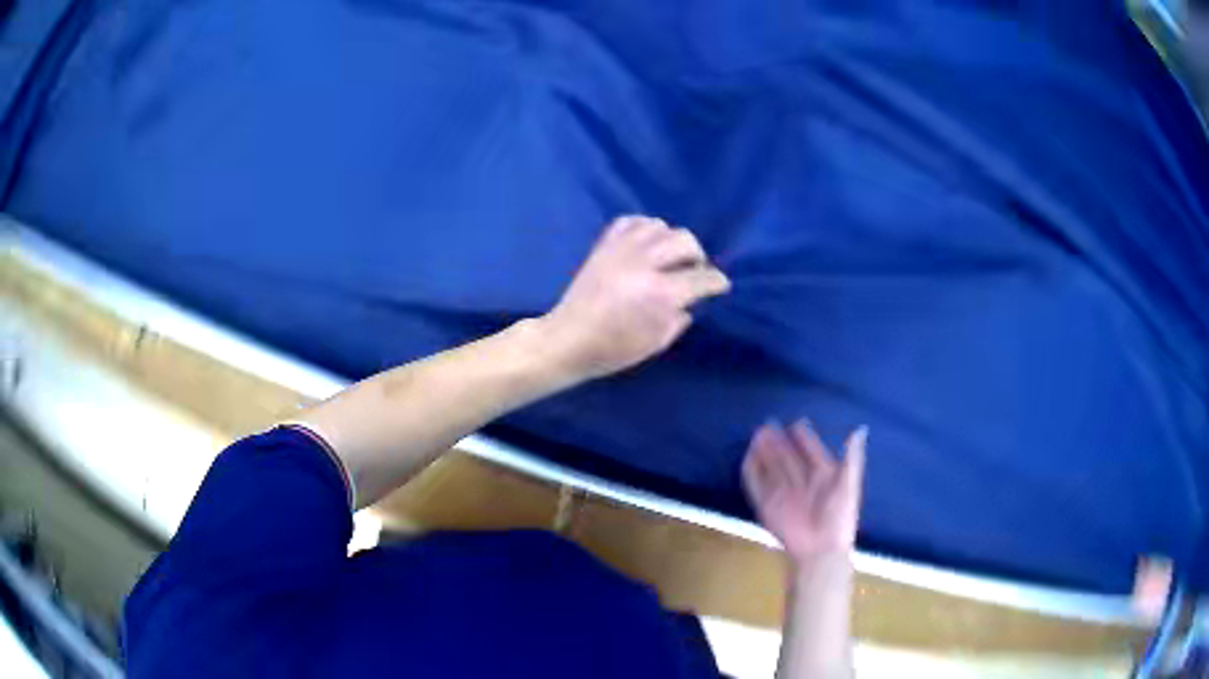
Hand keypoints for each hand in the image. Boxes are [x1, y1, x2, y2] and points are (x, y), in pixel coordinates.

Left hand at [541, 215, 730, 379]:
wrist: (567, 340)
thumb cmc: (612, 350)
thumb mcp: (655, 344)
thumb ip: (678, 319)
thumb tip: (689, 302)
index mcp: (660, 294)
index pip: (701, 278)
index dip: (716, 281)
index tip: (719, 285)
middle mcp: (644, 264)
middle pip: (685, 241)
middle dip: (697, 256)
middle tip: (693, 271)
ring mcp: (621, 251)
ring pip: (660, 226)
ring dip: (671, 240)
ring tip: (669, 257)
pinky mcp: (603, 246)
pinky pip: (631, 221)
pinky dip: (644, 228)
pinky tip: (646, 243)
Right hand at [742, 420, 866, 563]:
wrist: (820, 551)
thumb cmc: (838, 518)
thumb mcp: (849, 485)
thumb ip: (852, 458)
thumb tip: (860, 430)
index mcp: (824, 477)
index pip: (812, 453)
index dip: (805, 439)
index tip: (796, 423)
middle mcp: (802, 483)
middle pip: (788, 458)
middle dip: (779, 442)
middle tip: (768, 424)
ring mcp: (784, 494)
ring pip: (772, 468)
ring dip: (764, 453)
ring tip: (757, 434)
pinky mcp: (767, 506)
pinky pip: (757, 485)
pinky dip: (751, 471)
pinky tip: (748, 456)